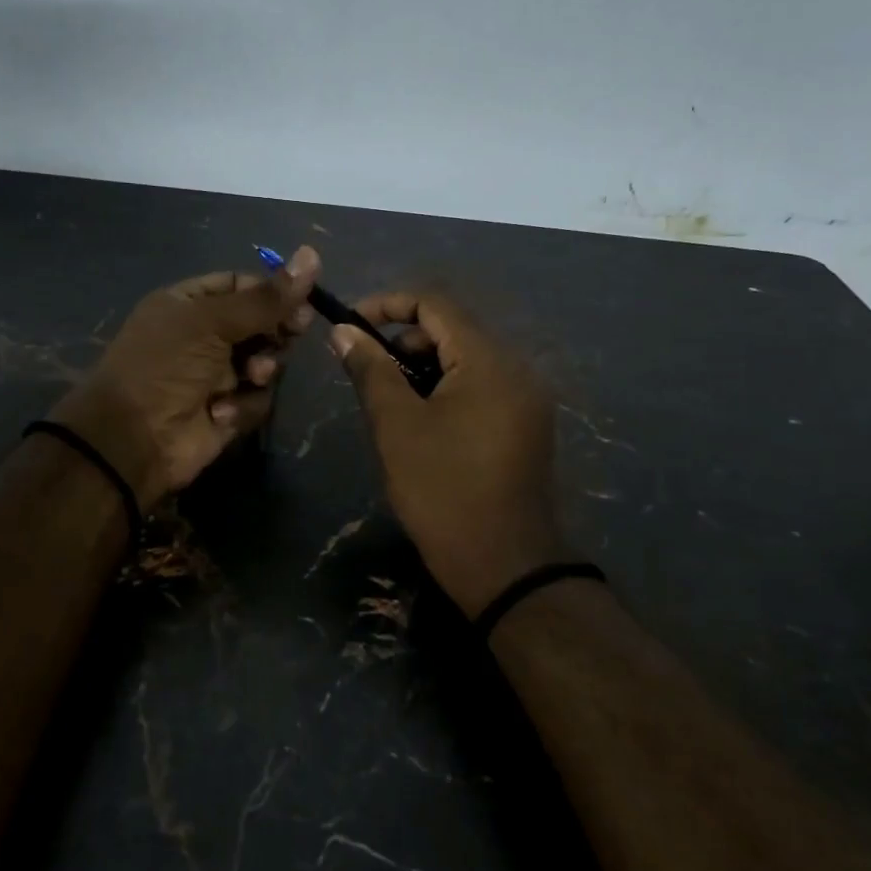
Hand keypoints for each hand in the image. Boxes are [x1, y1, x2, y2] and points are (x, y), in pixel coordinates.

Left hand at [54, 248, 319, 508]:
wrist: (132, 439)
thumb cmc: (165, 366)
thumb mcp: (213, 322)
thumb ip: (266, 298)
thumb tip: (312, 255)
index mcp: (190, 304)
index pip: (242, 285)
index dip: (273, 291)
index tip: (303, 299)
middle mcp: (204, 336)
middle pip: (261, 323)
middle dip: (276, 330)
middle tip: (293, 332)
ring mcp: (216, 375)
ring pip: (265, 361)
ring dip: (262, 368)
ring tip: (251, 375)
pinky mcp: (227, 410)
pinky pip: (256, 398)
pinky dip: (243, 404)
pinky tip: (221, 411)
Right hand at [330, 291, 565, 617]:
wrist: (504, 566)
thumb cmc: (443, 490)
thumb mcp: (397, 426)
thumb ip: (370, 370)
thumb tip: (344, 330)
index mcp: (489, 361)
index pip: (436, 304)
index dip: (388, 304)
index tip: (351, 325)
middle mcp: (517, 369)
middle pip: (454, 330)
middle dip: (404, 340)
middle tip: (366, 371)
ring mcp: (526, 400)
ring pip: (467, 360)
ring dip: (423, 367)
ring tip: (389, 401)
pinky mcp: (525, 426)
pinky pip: (481, 388)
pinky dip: (446, 389)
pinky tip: (422, 422)